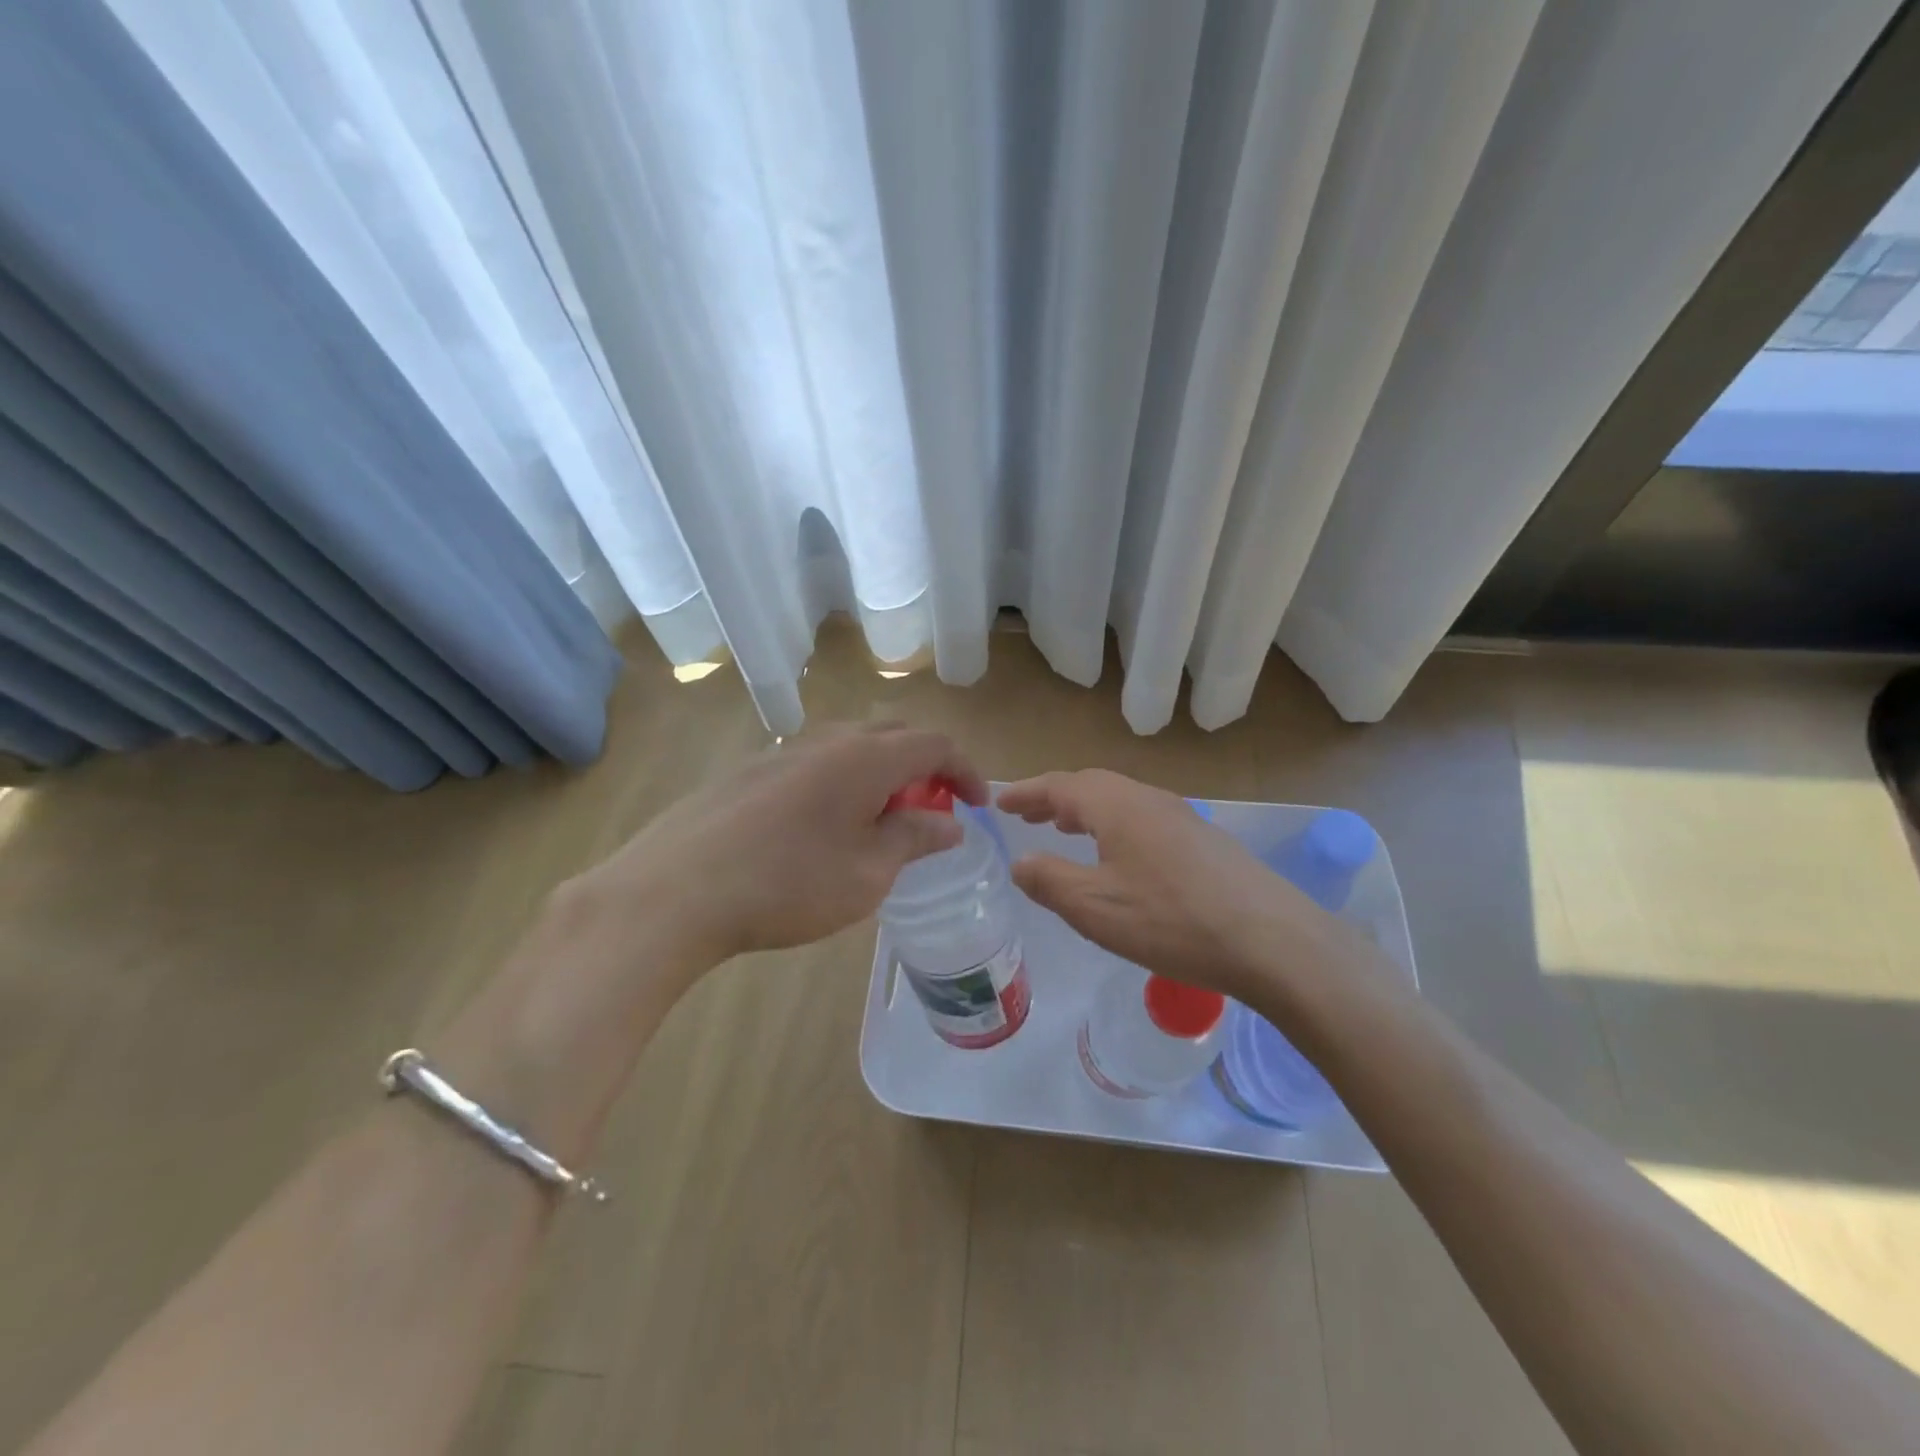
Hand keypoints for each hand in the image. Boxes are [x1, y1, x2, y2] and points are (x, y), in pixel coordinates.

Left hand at [579, 723, 987, 967]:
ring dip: (880, 773)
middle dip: (924, 766)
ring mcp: (783, 751)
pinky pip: (814, 763)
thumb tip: (950, 822)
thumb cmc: (788, 884)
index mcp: (866, 757)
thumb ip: (914, 838)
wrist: (674, 891)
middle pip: (893, 734)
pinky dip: (841, 782)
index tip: (977, 806)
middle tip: (931, 810)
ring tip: (879, 820)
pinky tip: (822, 826)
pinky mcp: (749, 771)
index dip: (965, 770)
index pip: (934, 743)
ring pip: (850, 746)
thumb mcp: (868, 873)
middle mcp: (828, 740)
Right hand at [996, 769, 1356, 1001]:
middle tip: (1026, 814)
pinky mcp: (1203, 842)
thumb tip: (1020, 862)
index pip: (1060, 786)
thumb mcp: (1095, 907)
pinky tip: (1118, 856)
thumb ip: (1049, 881)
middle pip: (1091, 787)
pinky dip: (1113, 826)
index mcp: (1117, 805)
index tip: (999, 801)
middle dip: (1054, 799)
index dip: (1026, 793)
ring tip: (1063, 828)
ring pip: (1120, 802)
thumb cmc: (1171, 920)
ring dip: (1085, 811)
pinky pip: (1142, 820)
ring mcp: (1181, 817)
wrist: (1271, 941)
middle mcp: (1149, 799)